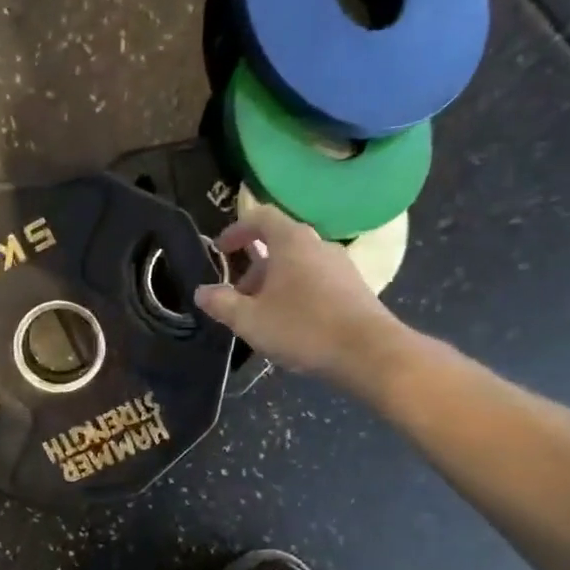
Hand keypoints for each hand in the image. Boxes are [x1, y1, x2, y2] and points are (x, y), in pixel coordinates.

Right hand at [194, 203, 412, 388]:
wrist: (368, 351)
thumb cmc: (302, 327)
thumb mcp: (249, 319)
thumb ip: (221, 303)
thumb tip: (202, 291)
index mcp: (290, 242)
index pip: (260, 217)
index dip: (236, 230)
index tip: (220, 250)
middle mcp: (317, 244)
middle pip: (278, 243)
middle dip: (252, 267)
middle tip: (236, 296)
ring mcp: (339, 265)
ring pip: (297, 264)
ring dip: (273, 283)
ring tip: (260, 314)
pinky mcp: (352, 287)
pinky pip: (314, 280)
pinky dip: (294, 292)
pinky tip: (289, 323)